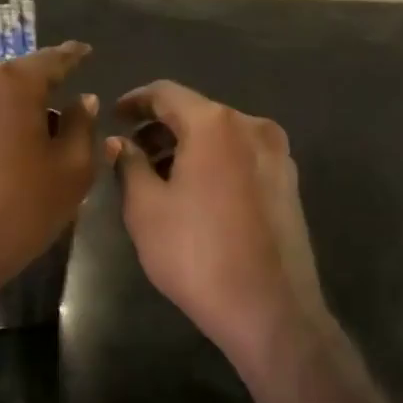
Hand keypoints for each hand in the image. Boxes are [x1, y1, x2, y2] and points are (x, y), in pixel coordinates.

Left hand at [0, 42, 97, 311]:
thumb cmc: (17, 210)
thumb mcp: (71, 171)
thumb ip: (82, 125)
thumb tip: (82, 100)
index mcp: (11, 82)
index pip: (52, 59)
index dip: (73, 56)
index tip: (85, 51)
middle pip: (18, 78)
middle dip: (41, 93)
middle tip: (62, 116)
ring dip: (10, 111)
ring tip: (29, 140)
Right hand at [109, 81, 328, 369]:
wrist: (271, 309)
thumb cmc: (197, 254)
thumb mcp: (146, 209)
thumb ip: (129, 165)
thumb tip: (121, 142)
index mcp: (215, 124)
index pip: (166, 93)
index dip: (135, 101)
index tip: (114, 115)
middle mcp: (251, 126)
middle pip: (197, 112)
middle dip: (161, 128)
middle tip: (131, 152)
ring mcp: (277, 154)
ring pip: (221, 136)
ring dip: (188, 146)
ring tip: (159, 176)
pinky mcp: (289, 182)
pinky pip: (241, 156)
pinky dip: (214, 162)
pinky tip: (195, 191)